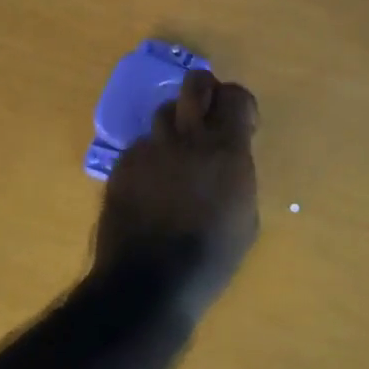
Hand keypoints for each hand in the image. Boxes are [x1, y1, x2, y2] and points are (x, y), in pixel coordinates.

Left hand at [96, 69, 259, 316]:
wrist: (148, 284)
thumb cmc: (211, 258)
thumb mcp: (246, 217)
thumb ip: (239, 176)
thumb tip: (230, 163)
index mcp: (226, 149)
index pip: (235, 96)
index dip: (240, 103)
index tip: (244, 123)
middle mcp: (188, 137)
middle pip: (195, 84)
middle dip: (206, 91)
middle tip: (209, 115)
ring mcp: (150, 148)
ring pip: (164, 112)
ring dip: (176, 125)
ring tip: (178, 153)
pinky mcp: (123, 165)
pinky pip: (141, 146)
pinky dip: (152, 157)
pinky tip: (152, 185)